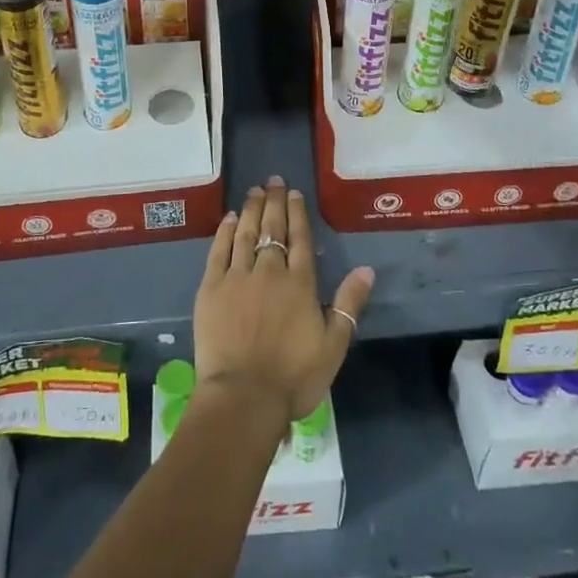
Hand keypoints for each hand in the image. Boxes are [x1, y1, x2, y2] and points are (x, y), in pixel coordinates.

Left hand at [193, 176, 374, 425]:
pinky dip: (223, 231)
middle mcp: (269, 271)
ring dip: (249, 209)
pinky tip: (227, 219)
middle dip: (273, 202)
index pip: (299, 238)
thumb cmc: (294, 376)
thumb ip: (349, 304)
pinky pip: (218, 250)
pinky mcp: (211, 288)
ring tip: (253, 191)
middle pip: (272, 228)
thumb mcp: (334, 345)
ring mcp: (237, 276)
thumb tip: (366, 269)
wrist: (244, 397)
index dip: (296, 213)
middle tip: (272, 180)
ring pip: (244, 233)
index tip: (293, 193)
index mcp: (300, 283)